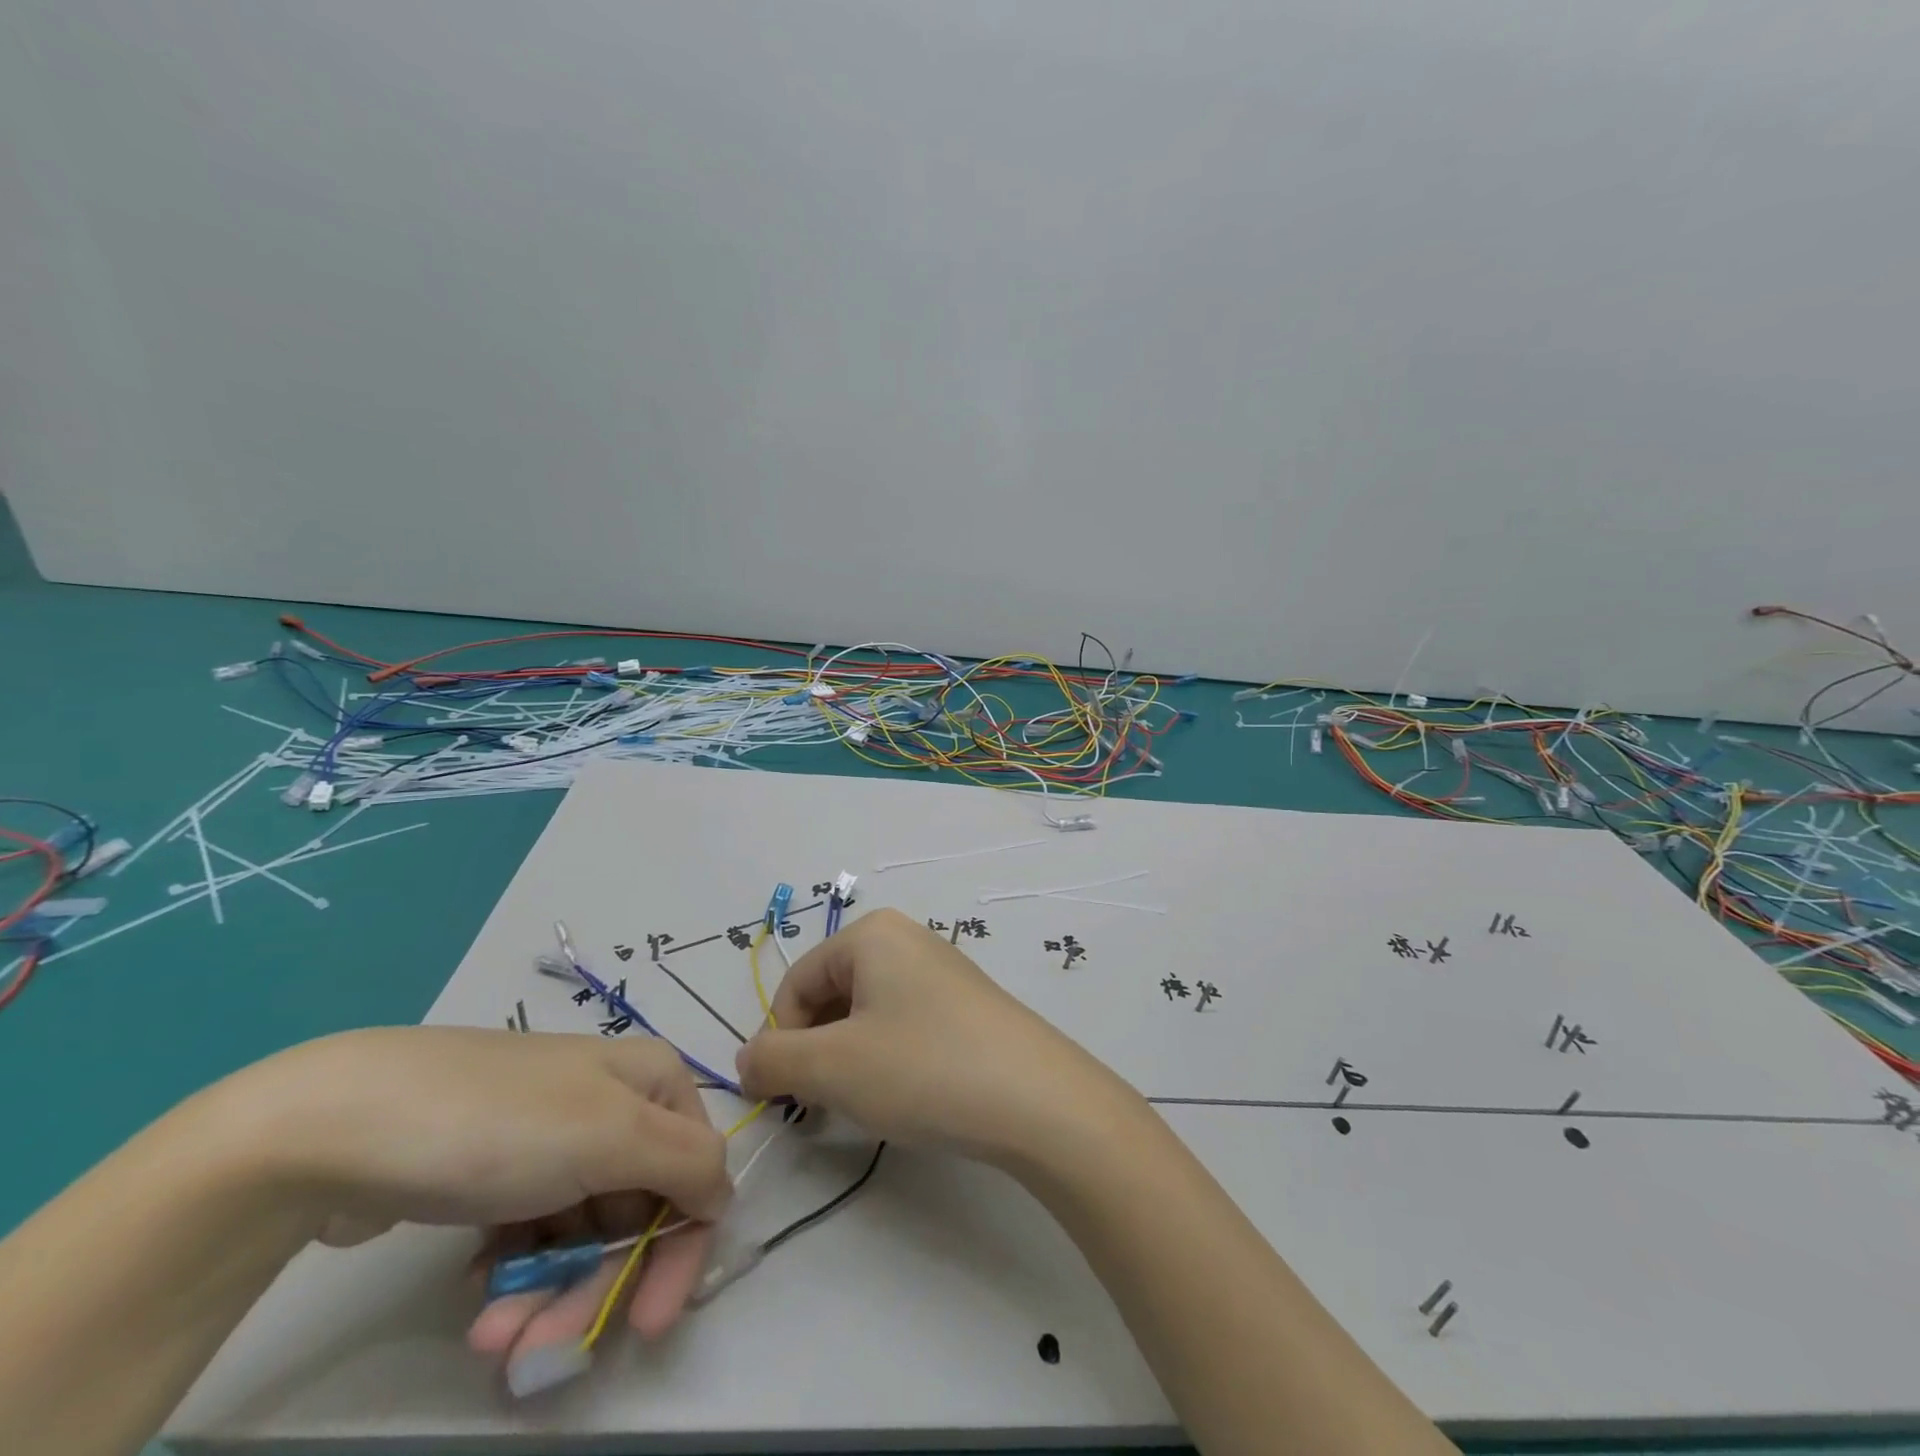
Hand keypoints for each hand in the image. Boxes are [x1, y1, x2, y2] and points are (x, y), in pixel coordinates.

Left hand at [216, 1027, 729, 1370]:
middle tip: (538, 1354)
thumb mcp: (613, 1136)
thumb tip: (724, 1197)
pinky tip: (479, 1292)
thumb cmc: (502, 1125)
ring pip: (583, 1228)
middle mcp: (615, 1103)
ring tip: (490, 1339)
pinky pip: (535, 1229)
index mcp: (654, 1081)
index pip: (695, 1171)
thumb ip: (688, 1164)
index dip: (678, 1249)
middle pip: (636, 1208)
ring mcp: (555, 1135)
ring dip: (549, 1293)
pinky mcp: (501, 1168)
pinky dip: (518, 1272)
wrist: (344, 1123)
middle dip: (594, 1286)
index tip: (643, 1325)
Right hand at [736, 908, 1134, 1163]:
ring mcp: (941, 970)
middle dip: (815, 1050)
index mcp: (871, 934)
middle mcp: (906, 939)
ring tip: (864, 1102)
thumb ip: (775, 1061)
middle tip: (822, 1105)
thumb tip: (747, 1059)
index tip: (784, 1096)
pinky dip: (887, 1057)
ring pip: (867, 1013)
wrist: (1036, 1097)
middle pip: (832, 994)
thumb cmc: (923, 1067)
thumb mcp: (833, 1068)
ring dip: (848, 1058)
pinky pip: (904, 1023)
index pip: (797, 983)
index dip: (780, 1040)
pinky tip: (904, 1094)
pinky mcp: (966, 1004)